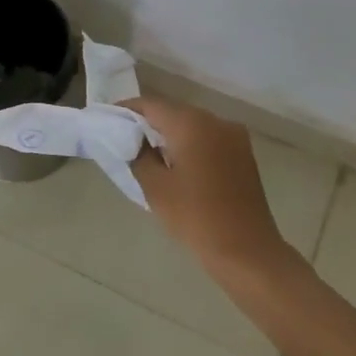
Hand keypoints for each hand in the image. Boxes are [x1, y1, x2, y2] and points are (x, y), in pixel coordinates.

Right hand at [119, 97, 295, 282]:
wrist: (247, 250)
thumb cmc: (195, 217)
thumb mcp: (155, 187)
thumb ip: (139, 156)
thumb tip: (135, 141)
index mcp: (191, 123)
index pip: (151, 105)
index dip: (127, 109)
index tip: (108, 119)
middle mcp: (215, 120)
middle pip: (173, 111)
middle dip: (149, 122)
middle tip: (125, 139)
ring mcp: (233, 136)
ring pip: (193, 125)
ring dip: (170, 134)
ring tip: (148, 153)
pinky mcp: (243, 153)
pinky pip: (209, 138)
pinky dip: (190, 144)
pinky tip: (178, 164)